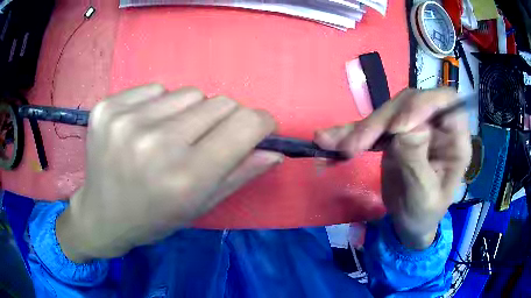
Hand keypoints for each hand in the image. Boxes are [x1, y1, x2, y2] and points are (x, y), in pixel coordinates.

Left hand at [56, 85, 282, 261]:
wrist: (102, 216)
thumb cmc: (154, 218)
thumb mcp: (200, 206)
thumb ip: (240, 174)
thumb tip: (274, 150)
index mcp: (186, 176)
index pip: (246, 124)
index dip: (261, 122)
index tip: (258, 128)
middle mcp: (156, 144)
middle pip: (220, 102)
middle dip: (224, 120)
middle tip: (202, 142)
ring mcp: (126, 121)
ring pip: (188, 93)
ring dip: (189, 113)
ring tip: (167, 137)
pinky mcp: (107, 107)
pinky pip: (155, 89)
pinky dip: (157, 106)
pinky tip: (142, 129)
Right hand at [315, 88, 470, 248]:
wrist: (409, 225)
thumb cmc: (423, 215)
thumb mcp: (423, 197)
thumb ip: (417, 162)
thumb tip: (406, 128)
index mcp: (455, 139)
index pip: (445, 101)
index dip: (422, 104)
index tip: (396, 128)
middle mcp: (437, 126)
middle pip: (409, 102)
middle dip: (382, 121)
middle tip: (357, 144)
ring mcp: (415, 127)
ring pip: (388, 112)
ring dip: (362, 128)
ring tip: (339, 146)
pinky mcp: (395, 135)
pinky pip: (373, 127)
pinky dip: (351, 133)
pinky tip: (329, 139)